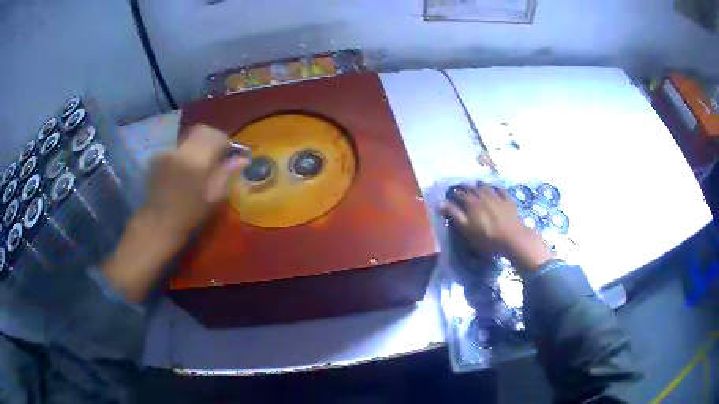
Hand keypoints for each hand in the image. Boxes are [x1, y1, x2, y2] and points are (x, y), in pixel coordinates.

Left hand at [144, 124, 247, 243]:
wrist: (159, 225)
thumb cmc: (189, 215)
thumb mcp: (213, 198)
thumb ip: (227, 174)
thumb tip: (243, 159)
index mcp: (197, 160)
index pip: (216, 136)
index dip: (226, 143)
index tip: (230, 155)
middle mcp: (181, 150)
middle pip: (201, 131)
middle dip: (211, 140)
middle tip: (216, 156)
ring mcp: (167, 152)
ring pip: (188, 139)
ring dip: (196, 147)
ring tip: (198, 166)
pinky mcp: (157, 158)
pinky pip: (176, 148)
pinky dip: (183, 155)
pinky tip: (182, 172)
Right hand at [440, 183, 553, 273]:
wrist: (512, 238)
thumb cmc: (486, 237)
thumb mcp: (467, 229)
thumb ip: (454, 215)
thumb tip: (440, 203)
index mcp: (471, 203)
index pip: (460, 194)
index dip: (454, 193)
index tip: (451, 193)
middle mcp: (483, 196)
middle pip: (472, 188)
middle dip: (466, 187)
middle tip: (462, 187)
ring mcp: (497, 197)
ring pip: (486, 186)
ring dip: (479, 185)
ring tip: (476, 184)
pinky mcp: (508, 200)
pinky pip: (500, 190)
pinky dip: (495, 188)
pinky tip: (494, 188)